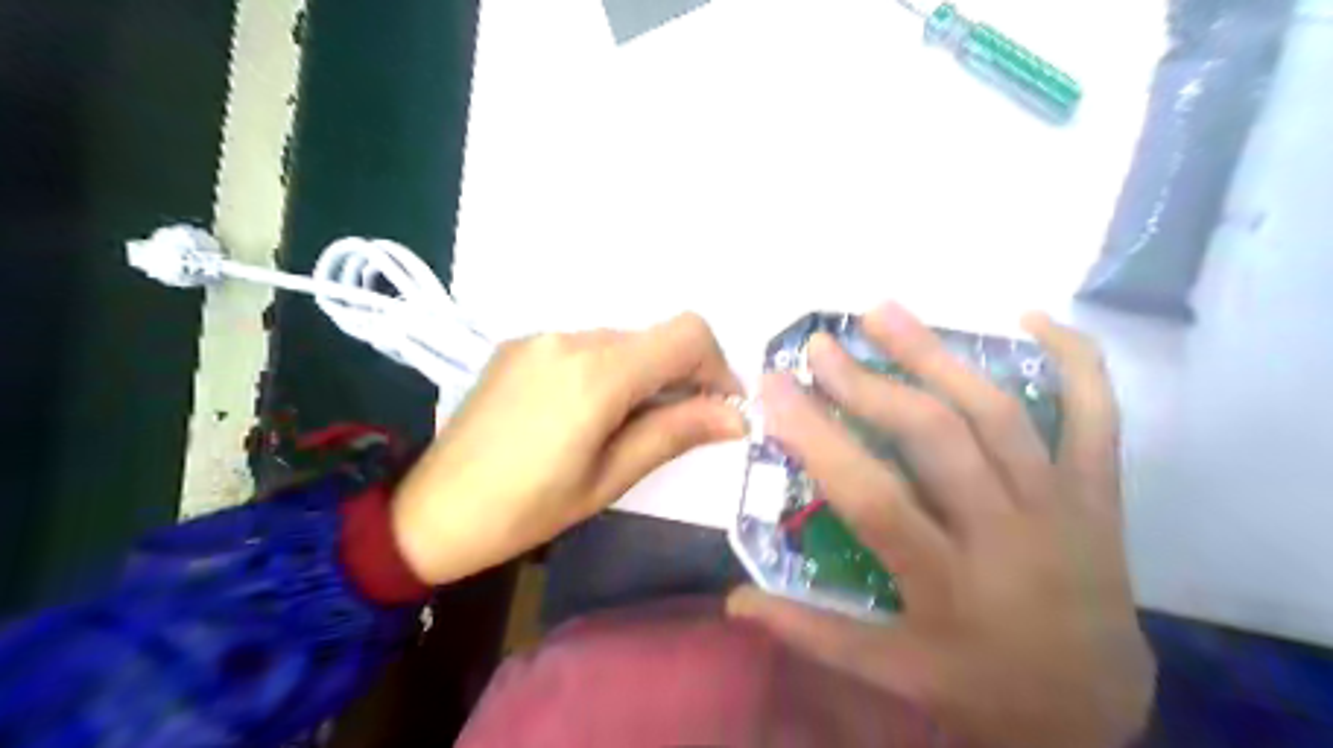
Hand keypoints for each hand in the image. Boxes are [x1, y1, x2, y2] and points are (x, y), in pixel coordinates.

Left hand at [395, 312, 745, 585]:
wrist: (431, 510)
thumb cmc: (527, 509)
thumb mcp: (610, 477)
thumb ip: (675, 432)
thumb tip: (737, 416)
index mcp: (598, 372)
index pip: (687, 334)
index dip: (718, 366)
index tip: (719, 408)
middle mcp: (572, 337)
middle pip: (655, 336)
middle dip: (681, 375)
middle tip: (676, 426)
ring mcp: (541, 337)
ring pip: (622, 341)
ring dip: (643, 373)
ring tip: (625, 425)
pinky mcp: (520, 345)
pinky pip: (585, 346)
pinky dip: (608, 370)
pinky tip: (585, 413)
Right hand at [727, 300, 1156, 747]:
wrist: (1096, 714)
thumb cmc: (983, 689)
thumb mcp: (894, 674)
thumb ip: (811, 632)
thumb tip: (734, 599)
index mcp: (946, 584)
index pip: (871, 496)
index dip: (817, 436)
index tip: (773, 387)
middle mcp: (1006, 534)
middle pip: (935, 439)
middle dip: (869, 384)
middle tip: (823, 344)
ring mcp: (1061, 507)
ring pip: (998, 415)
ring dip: (938, 356)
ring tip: (885, 313)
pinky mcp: (1101, 496)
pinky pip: (1098, 417)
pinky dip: (1077, 361)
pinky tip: (1034, 317)